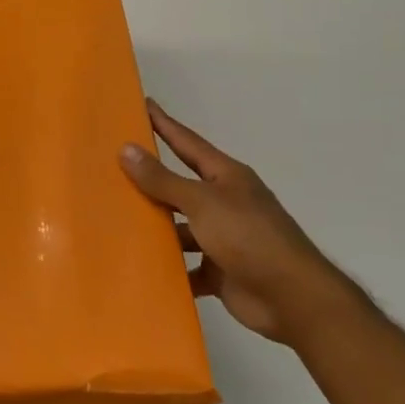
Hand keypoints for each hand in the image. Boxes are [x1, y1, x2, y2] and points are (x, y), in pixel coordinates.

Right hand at [120, 100, 362, 345]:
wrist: (292, 298)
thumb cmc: (249, 237)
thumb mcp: (202, 202)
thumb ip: (163, 179)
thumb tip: (126, 149)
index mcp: (226, 177)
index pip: (187, 142)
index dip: (165, 124)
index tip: (142, 104)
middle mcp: (224, 203)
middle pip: (180, 186)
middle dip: (150, 179)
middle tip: (112, 166)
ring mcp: (223, 238)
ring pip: (180, 227)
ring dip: (156, 227)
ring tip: (115, 220)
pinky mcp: (219, 271)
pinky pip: (186, 265)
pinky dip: (168, 267)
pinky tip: (139, 265)